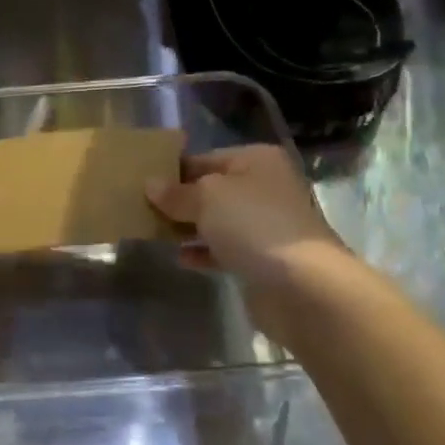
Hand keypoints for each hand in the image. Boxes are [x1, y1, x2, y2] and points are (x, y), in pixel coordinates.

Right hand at [147, 144, 348, 284]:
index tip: (141, 182)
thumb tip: (150, 185)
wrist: (303, 286)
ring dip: (188, 226)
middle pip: (211, 189)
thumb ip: (176, 193)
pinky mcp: (263, 259)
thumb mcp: (206, 198)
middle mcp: (264, 187)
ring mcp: (266, 224)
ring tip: (152, 232)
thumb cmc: (253, 224)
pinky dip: (203, 251)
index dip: (173, 170)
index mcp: (256, 161)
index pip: (204, 158)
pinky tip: (179, 257)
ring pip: (217, 220)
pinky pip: (224, 249)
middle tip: (141, 208)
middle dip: (179, 200)